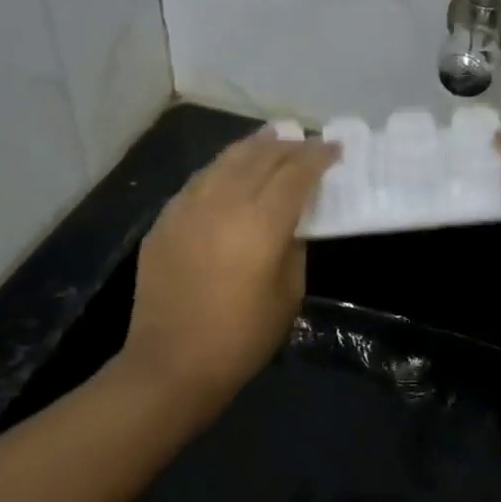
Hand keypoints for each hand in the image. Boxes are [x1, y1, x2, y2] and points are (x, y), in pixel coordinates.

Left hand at [118, 130, 338, 414]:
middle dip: (288, 146)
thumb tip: (294, 221)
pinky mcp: (165, 220)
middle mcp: (223, 203)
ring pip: (225, 160)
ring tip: (272, 137)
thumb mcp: (289, 294)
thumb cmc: (242, 337)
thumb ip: (294, 247)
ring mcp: (188, 208)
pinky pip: (199, 180)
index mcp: (261, 223)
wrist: (171, 364)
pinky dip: (223, 167)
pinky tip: (231, 169)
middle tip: (307, 143)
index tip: (335, 149)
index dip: (318, 157)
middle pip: (261, 157)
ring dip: (253, 146)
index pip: (296, 174)